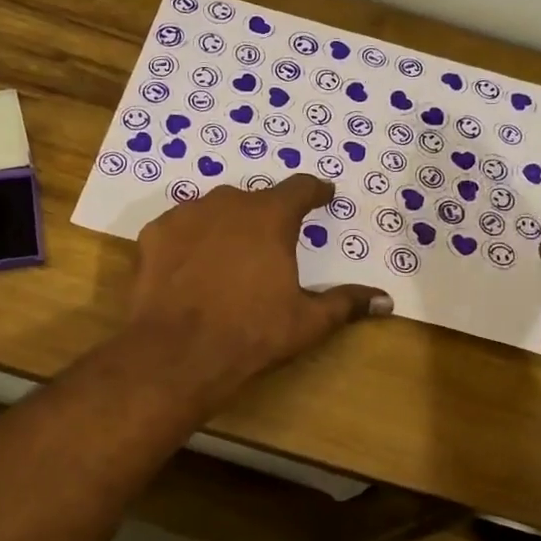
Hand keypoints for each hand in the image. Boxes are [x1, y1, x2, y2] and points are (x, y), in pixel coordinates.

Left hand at [125, 174, 391, 406]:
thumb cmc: (252, 333)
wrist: (177, 352)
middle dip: (267, 215)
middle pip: (255, 199)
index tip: (324, 194)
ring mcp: (186, 214)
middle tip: (272, 241)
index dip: (315, 191)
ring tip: (230, 255)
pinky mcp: (154, 234)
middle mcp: (228, 203)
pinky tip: (190, 266)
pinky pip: (180, 228)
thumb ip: (346, 303)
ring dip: (226, 225)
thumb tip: (386, 300)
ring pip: (214, 210)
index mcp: (270, 217)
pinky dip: (190, 241)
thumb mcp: (307, 321)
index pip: (300, 188)